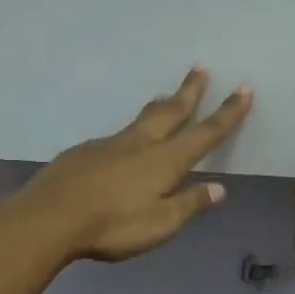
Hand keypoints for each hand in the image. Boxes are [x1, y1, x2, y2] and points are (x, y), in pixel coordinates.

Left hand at [11, 67, 252, 262]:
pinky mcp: (84, 151)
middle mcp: (140, 143)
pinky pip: (115, 137)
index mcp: (165, 161)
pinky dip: (130, 132)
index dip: (227, 113)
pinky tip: (123, 145)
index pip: (205, 133)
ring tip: (166, 96)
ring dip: (159, 105)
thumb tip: (218, 188)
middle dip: (190, 91)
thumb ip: (189, 204)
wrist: (50, 216)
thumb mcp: (160, 224)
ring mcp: (109, 144)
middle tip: (200, 68)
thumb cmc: (112, 225)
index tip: (244, 90)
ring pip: (141, 119)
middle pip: (171, 111)